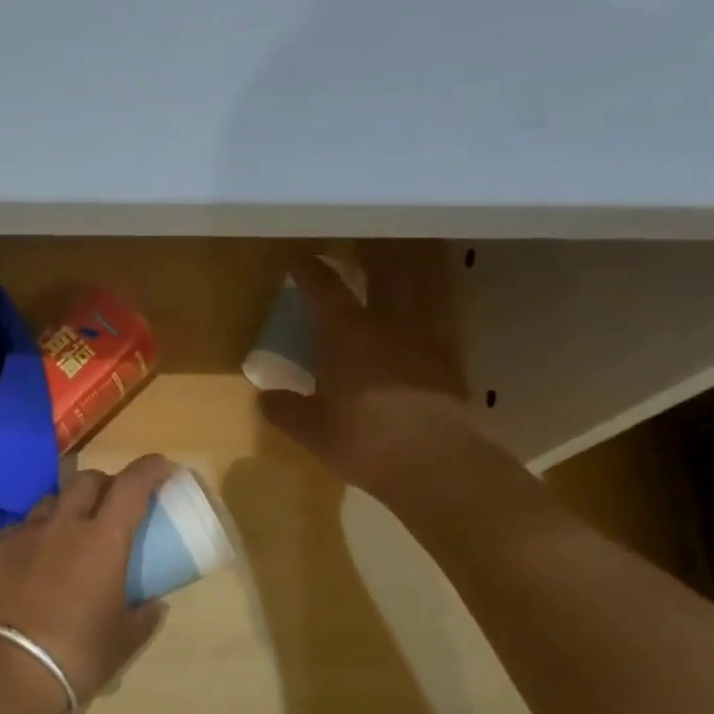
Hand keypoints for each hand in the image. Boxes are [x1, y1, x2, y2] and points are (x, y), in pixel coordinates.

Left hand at [0, 455, 174, 711]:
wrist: (9, 671)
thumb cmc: (78, 655)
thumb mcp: (124, 640)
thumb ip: (145, 616)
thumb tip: (154, 603)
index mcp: (104, 539)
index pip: (132, 485)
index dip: (149, 469)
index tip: (162, 467)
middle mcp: (64, 525)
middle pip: (87, 480)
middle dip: (105, 483)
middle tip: (113, 504)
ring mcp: (24, 534)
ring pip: (50, 500)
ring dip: (67, 506)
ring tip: (70, 532)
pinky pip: (20, 528)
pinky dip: (35, 534)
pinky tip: (34, 558)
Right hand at [259, 242, 476, 498]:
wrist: (433, 463)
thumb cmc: (362, 441)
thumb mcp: (310, 430)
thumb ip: (285, 409)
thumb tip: (266, 398)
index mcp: (347, 334)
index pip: (324, 288)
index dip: (308, 270)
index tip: (297, 260)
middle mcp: (387, 324)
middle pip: (382, 272)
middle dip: (367, 256)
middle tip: (356, 250)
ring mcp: (424, 339)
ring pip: (417, 289)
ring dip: (406, 273)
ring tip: (395, 271)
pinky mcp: (448, 361)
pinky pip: (434, 322)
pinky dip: (425, 312)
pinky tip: (417, 324)